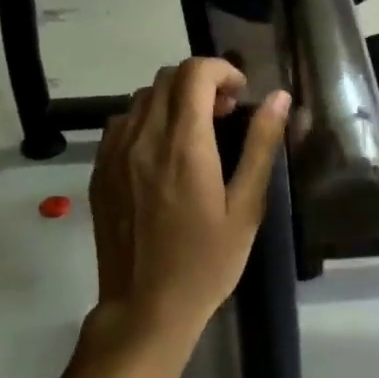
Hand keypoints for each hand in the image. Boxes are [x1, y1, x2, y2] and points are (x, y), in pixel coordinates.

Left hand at [90, 58, 290, 341]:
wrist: (145, 307)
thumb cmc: (205, 264)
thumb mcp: (245, 209)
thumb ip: (260, 147)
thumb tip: (278, 98)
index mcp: (183, 145)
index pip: (194, 72)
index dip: (222, 70)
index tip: (240, 96)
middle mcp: (142, 139)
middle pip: (166, 78)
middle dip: (200, 83)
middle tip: (224, 116)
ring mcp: (113, 154)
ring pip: (141, 98)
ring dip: (173, 101)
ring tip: (195, 135)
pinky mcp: (99, 172)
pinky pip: (121, 124)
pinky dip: (147, 121)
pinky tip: (163, 155)